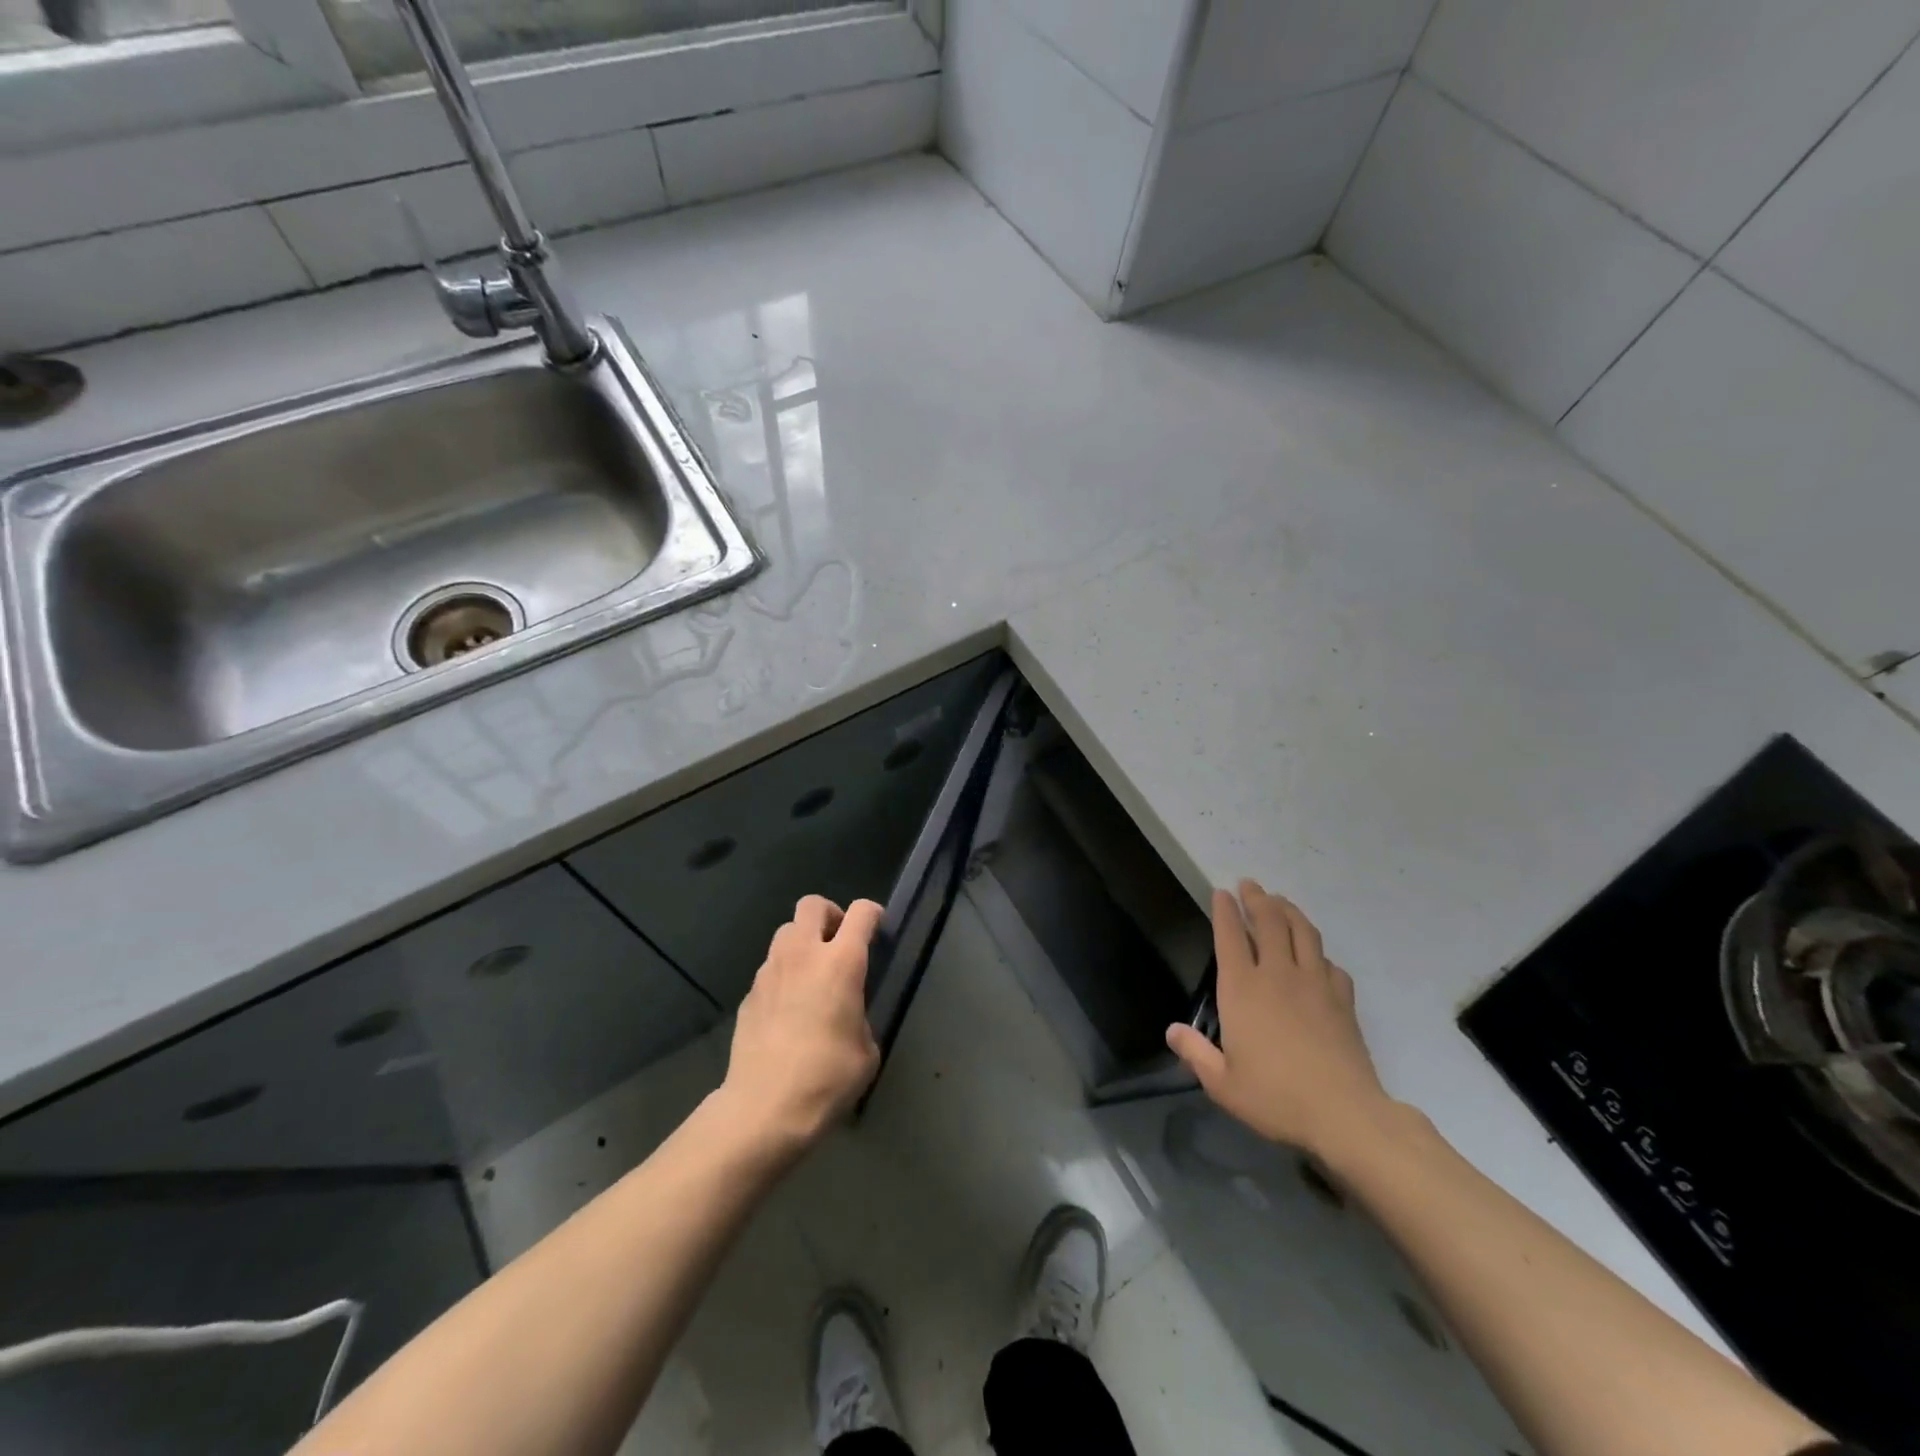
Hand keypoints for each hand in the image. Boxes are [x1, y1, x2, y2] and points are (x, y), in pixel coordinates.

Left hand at [718, 895, 883, 1152]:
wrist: (764, 1108)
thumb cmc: (827, 1078)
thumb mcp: (866, 1050)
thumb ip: (860, 1016)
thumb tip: (848, 1015)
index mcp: (841, 962)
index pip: (861, 912)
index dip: (874, 914)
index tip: (879, 929)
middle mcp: (803, 954)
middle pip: (813, 904)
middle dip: (830, 915)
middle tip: (840, 942)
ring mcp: (770, 971)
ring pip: (786, 931)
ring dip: (803, 942)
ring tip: (812, 973)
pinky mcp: (748, 994)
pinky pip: (770, 967)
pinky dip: (783, 974)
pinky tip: (789, 1008)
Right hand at [1166, 880, 1395, 1156]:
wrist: (1344, 1114)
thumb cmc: (1275, 1097)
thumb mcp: (1222, 1083)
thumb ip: (1195, 1053)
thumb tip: (1173, 1031)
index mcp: (1242, 989)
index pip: (1230, 937)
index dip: (1225, 911)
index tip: (1222, 893)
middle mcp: (1277, 975)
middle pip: (1270, 922)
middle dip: (1258, 899)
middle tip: (1250, 885)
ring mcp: (1315, 985)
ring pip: (1303, 933)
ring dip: (1290, 912)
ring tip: (1281, 902)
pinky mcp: (1343, 1001)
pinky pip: (1331, 965)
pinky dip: (1320, 954)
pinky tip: (1318, 958)